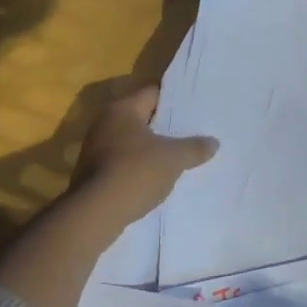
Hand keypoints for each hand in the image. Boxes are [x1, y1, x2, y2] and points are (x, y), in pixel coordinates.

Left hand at [68, 84, 218, 225]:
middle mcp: (105, 122)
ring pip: (133, 141)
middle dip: (165, 125)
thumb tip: (213, 142)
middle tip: (192, 130)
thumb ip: (195, 147)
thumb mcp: (173, 158)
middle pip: (142, 117)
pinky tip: (158, 177)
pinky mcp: (93, 173)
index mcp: (123, 109)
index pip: (153, 92)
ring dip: (152, 148)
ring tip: (179, 155)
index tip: (194, 106)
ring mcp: (96, 149)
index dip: (175, 98)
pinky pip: (124, 162)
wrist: (95, 214)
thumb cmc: (135, 172)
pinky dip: (140, 166)